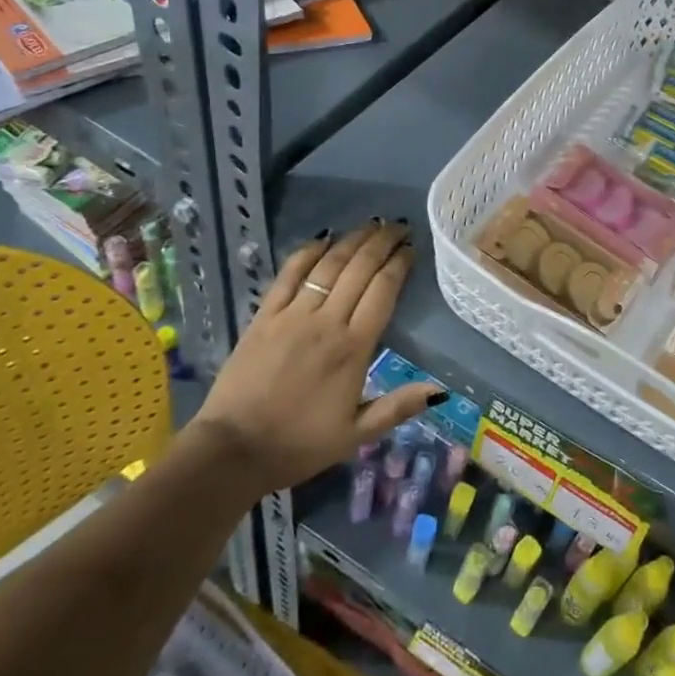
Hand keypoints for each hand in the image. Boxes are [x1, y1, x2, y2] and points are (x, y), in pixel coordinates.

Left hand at [193, 220, 442, 494]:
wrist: (233, 450)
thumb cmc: (299, 444)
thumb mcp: (356, 435)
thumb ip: (397, 407)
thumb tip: (440, 389)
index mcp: (353, 348)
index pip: (383, 291)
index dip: (399, 264)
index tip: (412, 247)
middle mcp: (326, 322)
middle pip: (360, 269)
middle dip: (382, 242)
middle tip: (398, 226)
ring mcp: (292, 315)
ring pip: (329, 265)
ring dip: (352, 240)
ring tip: (371, 225)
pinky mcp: (264, 316)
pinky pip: (289, 274)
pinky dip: (307, 252)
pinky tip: (323, 238)